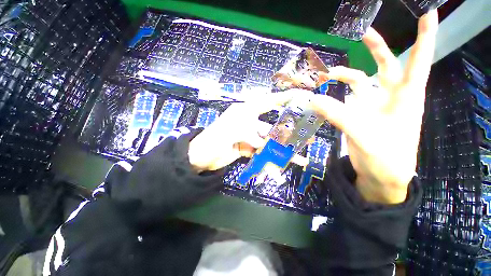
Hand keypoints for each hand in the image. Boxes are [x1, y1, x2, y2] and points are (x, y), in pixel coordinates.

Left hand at [188, 90, 308, 171]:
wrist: (200, 157)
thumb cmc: (212, 139)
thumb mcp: (231, 132)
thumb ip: (251, 136)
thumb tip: (265, 145)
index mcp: (245, 111)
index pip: (267, 102)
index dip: (284, 98)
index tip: (301, 97)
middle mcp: (249, 121)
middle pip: (272, 126)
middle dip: (288, 132)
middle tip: (307, 135)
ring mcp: (249, 136)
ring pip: (269, 142)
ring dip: (282, 150)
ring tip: (299, 158)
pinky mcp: (247, 148)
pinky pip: (261, 152)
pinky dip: (270, 159)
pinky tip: (279, 165)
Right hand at [310, 10, 438, 203]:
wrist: (381, 175)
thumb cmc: (386, 158)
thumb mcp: (363, 135)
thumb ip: (337, 116)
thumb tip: (313, 99)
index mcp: (405, 98)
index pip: (418, 61)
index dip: (425, 37)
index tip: (428, 13)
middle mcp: (391, 97)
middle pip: (386, 65)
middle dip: (377, 47)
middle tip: (363, 32)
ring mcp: (373, 106)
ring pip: (361, 82)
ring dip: (345, 75)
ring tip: (328, 74)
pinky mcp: (360, 116)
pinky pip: (346, 100)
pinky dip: (334, 97)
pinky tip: (323, 97)